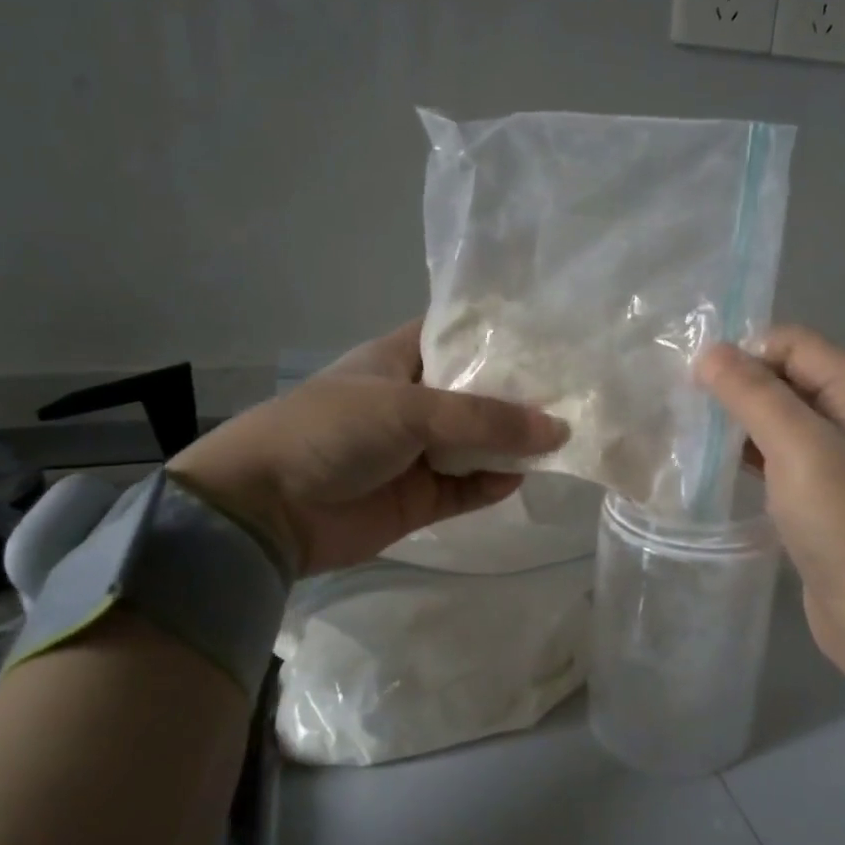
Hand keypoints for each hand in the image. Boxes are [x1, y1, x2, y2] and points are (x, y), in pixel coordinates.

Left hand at [166, 320, 565, 576]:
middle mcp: (414, 401)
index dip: (500, 334)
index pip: (458, 335)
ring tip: (567, 435)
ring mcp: (418, 451)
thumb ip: (484, 420)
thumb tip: (558, 429)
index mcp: (401, 359)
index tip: (552, 335)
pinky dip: (494, 484)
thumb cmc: (332, 431)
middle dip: (520, 394)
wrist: (266, 510)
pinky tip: (523, 476)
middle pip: (478, 392)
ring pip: (478, 443)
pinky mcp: (421, 497)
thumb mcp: (410, 409)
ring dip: (513, 443)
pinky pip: (469, 487)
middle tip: (578, 389)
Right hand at [697, 326, 844, 673]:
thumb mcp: (798, 447)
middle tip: (692, 407)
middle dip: (742, 386)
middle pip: (791, 378)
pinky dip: (754, 453)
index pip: (797, 344)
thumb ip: (753, 393)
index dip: (747, 353)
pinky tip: (720, 463)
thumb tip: (709, 351)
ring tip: (697, 433)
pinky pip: (786, 455)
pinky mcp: (830, 493)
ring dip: (743, 420)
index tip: (700, 381)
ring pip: (785, 418)